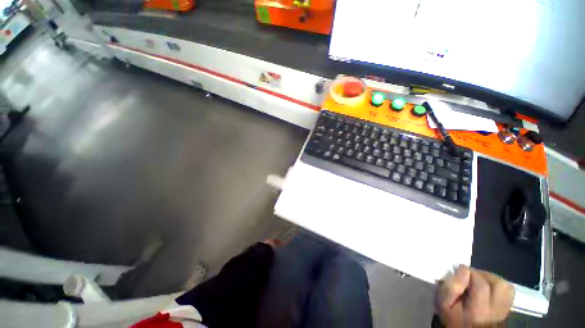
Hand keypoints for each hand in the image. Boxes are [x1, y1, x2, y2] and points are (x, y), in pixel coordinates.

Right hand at [435, 265, 513, 326]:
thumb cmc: (452, 316)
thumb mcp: (444, 304)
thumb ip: (451, 288)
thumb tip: (462, 269)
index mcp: (478, 310)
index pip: (481, 285)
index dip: (470, 272)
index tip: (459, 270)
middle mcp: (495, 310)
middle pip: (498, 284)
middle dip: (483, 274)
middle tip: (470, 275)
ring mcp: (503, 311)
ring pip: (506, 287)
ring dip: (491, 279)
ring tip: (479, 280)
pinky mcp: (506, 309)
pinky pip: (509, 292)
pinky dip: (499, 285)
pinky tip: (488, 287)